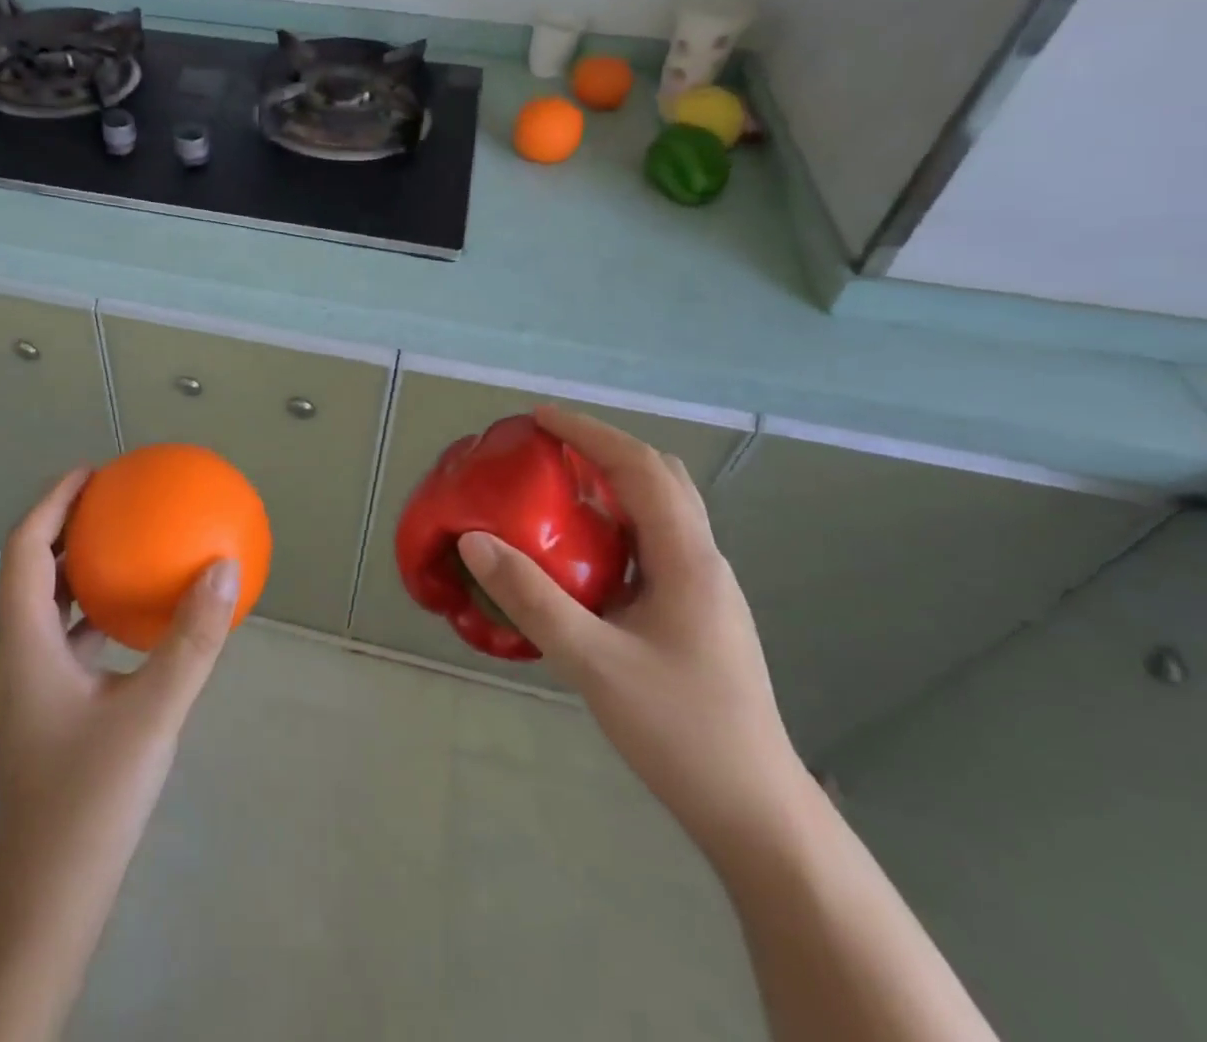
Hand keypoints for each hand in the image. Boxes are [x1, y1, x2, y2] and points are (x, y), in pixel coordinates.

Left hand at [0, 468, 240, 871]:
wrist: (46, 898)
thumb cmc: (89, 799)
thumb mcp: (153, 712)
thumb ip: (191, 640)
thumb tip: (224, 568)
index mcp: (23, 643)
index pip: (26, 549)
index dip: (52, 502)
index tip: (92, 472)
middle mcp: (15, 654)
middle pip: (29, 568)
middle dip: (65, 526)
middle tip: (112, 499)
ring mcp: (25, 685)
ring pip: (43, 605)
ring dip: (76, 568)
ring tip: (122, 544)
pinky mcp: (42, 708)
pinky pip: (62, 638)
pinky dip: (90, 612)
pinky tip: (131, 620)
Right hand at [457, 409, 813, 859]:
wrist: (755, 813)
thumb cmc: (680, 730)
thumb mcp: (593, 662)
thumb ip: (531, 598)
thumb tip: (474, 539)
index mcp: (687, 561)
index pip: (640, 469)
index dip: (589, 434)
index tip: (539, 417)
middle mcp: (701, 562)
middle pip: (659, 478)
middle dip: (603, 449)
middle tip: (548, 446)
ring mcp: (703, 589)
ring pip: (659, 512)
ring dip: (612, 484)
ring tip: (556, 488)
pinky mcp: (695, 613)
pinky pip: (651, 544)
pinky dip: (615, 524)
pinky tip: (580, 553)